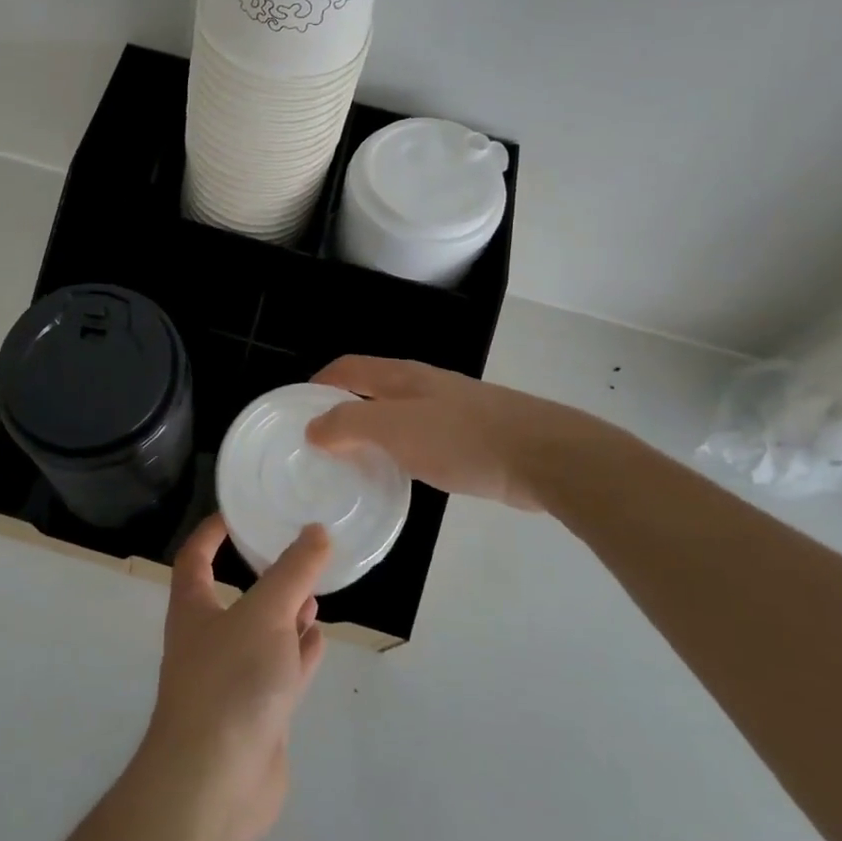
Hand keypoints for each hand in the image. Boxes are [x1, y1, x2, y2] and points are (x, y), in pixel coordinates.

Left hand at [132, 514, 328, 840]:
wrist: (215, 784)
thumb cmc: (230, 681)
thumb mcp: (265, 613)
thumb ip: (293, 572)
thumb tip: (316, 530)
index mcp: (193, 608)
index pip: (195, 556)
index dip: (211, 532)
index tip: (238, 512)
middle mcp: (207, 638)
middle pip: (233, 595)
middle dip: (262, 574)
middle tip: (296, 552)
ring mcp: (231, 678)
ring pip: (261, 633)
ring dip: (285, 612)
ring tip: (315, 590)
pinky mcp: (256, 713)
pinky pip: (279, 670)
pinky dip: (298, 651)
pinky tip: (318, 635)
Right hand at [306, 355, 615, 511]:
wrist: (544, 455)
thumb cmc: (462, 439)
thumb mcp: (395, 430)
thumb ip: (349, 426)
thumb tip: (313, 428)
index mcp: (402, 377)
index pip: (349, 368)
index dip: (320, 382)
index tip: (297, 408)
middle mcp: (423, 385)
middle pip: (371, 387)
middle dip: (342, 407)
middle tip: (319, 440)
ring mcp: (450, 409)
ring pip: (397, 413)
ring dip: (371, 430)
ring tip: (352, 460)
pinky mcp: (472, 436)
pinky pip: (421, 436)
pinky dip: (399, 448)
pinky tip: (401, 473)